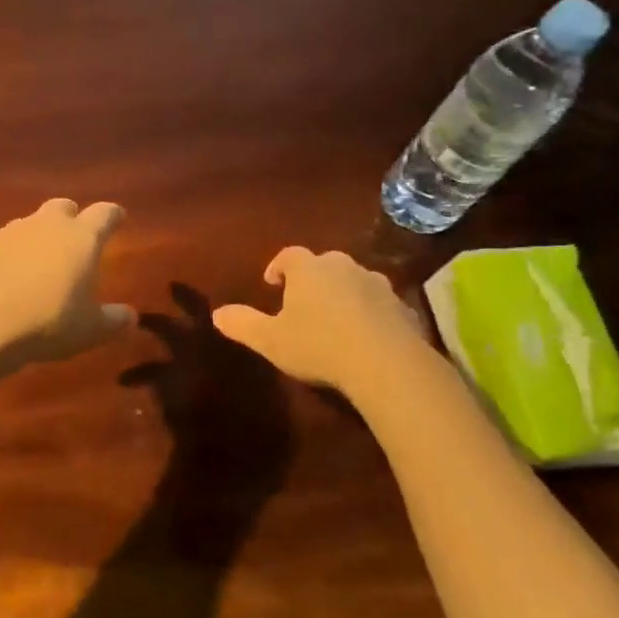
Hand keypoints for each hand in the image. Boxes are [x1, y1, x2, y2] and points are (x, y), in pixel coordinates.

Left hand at [0, 199, 134, 371]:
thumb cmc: (46, 323)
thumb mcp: (90, 330)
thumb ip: (114, 320)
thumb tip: (130, 316)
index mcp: (81, 238)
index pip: (105, 213)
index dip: (113, 216)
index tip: (118, 219)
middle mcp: (46, 225)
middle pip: (64, 207)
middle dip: (72, 219)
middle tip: (76, 241)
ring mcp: (10, 232)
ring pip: (31, 223)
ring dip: (39, 237)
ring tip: (40, 264)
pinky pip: (3, 243)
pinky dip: (11, 254)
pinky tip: (8, 279)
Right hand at [212, 247, 434, 393]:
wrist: (385, 363)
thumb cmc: (318, 345)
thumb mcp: (271, 340)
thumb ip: (242, 324)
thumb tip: (216, 314)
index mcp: (308, 269)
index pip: (289, 255)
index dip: (278, 267)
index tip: (272, 284)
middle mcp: (343, 266)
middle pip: (324, 264)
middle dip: (312, 279)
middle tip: (303, 303)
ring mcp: (376, 284)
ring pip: (354, 281)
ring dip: (343, 294)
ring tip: (335, 320)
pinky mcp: (402, 306)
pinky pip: (379, 304)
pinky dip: (370, 313)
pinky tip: (365, 337)